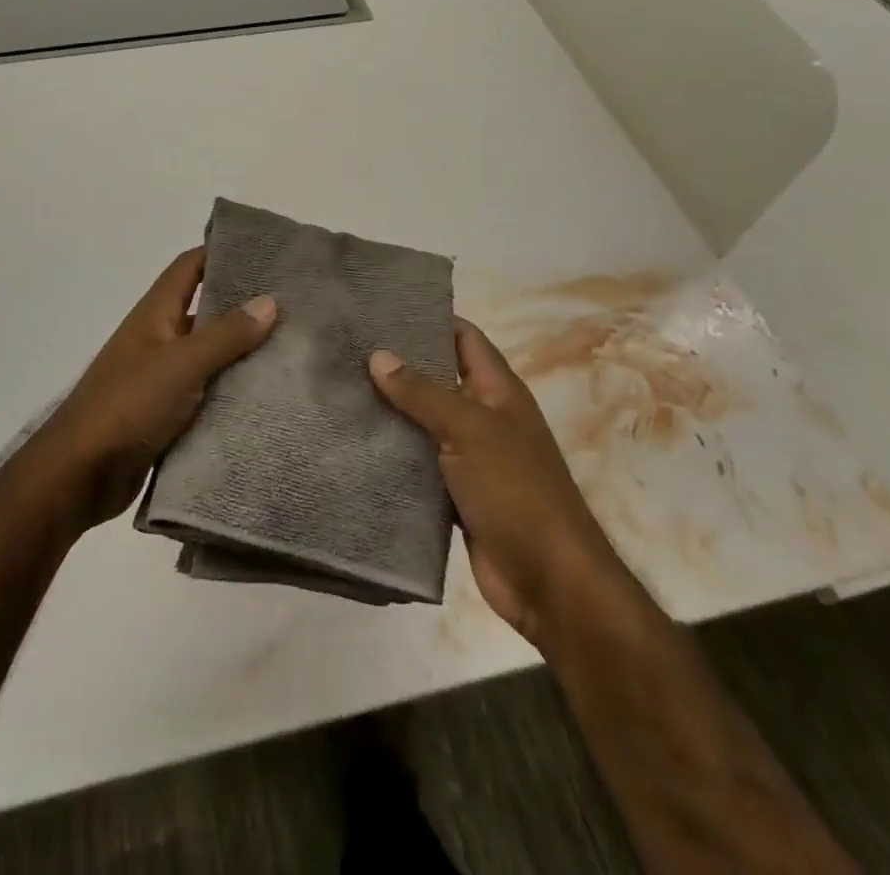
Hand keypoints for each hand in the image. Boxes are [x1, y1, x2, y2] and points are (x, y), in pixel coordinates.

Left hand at [34, 248, 277, 529]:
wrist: (80, 475)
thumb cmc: (128, 406)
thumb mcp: (181, 365)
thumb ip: (225, 335)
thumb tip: (270, 300)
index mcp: (155, 314)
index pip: (190, 267)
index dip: (223, 253)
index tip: (267, 253)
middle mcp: (159, 338)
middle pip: (206, 311)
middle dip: (245, 308)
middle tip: (296, 307)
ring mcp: (162, 377)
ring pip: (210, 356)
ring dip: (243, 354)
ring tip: (294, 352)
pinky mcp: (167, 414)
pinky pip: (207, 394)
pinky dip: (232, 393)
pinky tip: (268, 398)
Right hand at [370, 320, 612, 645]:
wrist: (550, 582)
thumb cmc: (516, 490)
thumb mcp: (469, 430)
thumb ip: (422, 393)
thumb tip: (378, 355)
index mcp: (498, 391)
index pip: (464, 338)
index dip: (430, 318)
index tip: (382, 306)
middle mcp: (484, 417)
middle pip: (437, 378)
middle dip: (398, 364)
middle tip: (346, 348)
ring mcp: (470, 457)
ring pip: (423, 423)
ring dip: (390, 411)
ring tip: (339, 388)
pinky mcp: (453, 494)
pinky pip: (417, 464)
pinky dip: (392, 453)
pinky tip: (355, 442)